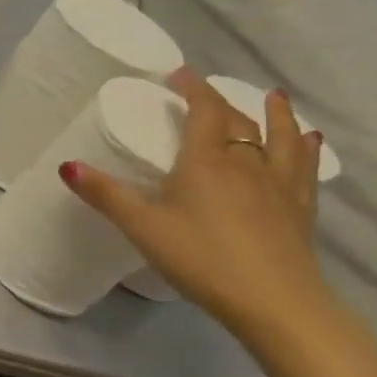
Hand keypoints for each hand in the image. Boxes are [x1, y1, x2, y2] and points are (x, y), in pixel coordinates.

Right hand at [63, 68, 329, 346]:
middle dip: (222, 102)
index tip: (180, 74)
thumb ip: (105, 194)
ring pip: (282, 138)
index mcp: (206, 161)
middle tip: (207, 92)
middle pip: (238, 122)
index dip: (193, 89)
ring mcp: (279, 186)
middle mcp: (247, 164)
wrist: (275, 303)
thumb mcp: (142, 226)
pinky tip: (310, 141)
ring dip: (277, 114)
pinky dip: (305, 148)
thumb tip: (66, 165)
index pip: (204, 111)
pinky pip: (305, 168)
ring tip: (274, 97)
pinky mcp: (301, 209)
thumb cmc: (201, 258)